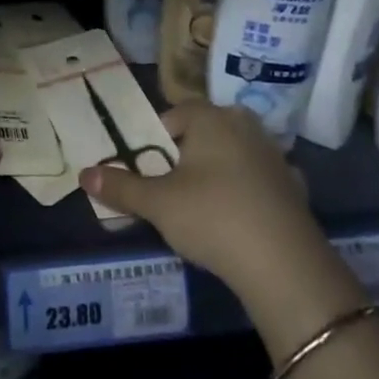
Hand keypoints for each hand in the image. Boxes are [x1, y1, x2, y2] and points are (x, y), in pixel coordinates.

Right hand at [81, 102, 363, 342]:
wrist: (284, 265)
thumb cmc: (212, 217)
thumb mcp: (157, 203)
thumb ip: (120, 187)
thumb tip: (84, 174)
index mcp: (213, 118)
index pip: (177, 113)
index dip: (157, 139)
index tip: (149, 170)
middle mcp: (246, 126)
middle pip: (206, 133)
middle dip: (187, 155)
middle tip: (171, 189)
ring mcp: (275, 155)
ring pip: (234, 155)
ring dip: (218, 173)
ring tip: (202, 208)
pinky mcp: (294, 186)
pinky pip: (259, 181)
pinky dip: (246, 193)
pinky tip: (239, 221)